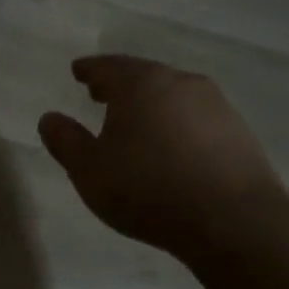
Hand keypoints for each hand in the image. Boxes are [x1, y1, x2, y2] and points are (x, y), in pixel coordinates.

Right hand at [39, 55, 287, 262]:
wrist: (234, 221)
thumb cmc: (149, 190)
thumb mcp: (90, 171)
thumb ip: (66, 141)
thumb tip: (50, 118)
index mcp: (142, 84)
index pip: (108, 66)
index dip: (89, 69)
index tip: (77, 71)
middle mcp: (181, 83)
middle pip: (144, 76)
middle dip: (120, 84)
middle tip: (101, 94)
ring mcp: (216, 106)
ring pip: (173, 96)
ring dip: (151, 105)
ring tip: (135, 123)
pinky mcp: (239, 133)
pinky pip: (196, 119)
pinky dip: (176, 124)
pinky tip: (172, 147)